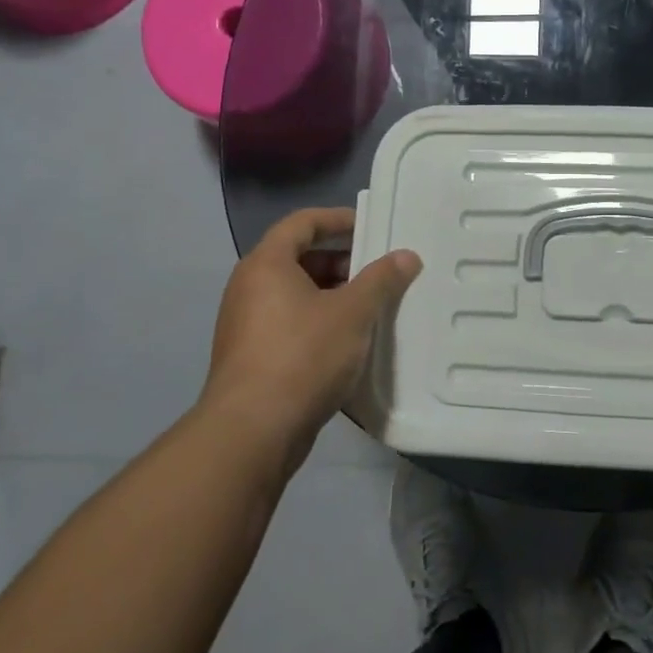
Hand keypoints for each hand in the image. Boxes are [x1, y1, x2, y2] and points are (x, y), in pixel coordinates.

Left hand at [204, 207, 420, 468]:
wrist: (252, 432)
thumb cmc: (303, 356)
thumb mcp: (353, 312)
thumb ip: (381, 279)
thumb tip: (406, 256)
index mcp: (266, 264)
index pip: (302, 222)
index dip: (338, 219)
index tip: (372, 228)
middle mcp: (249, 287)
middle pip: (299, 257)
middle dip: (341, 261)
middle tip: (378, 272)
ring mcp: (246, 325)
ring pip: (296, 294)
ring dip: (334, 295)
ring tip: (371, 308)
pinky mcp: (252, 358)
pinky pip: (290, 324)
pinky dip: (320, 322)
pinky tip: (350, 342)